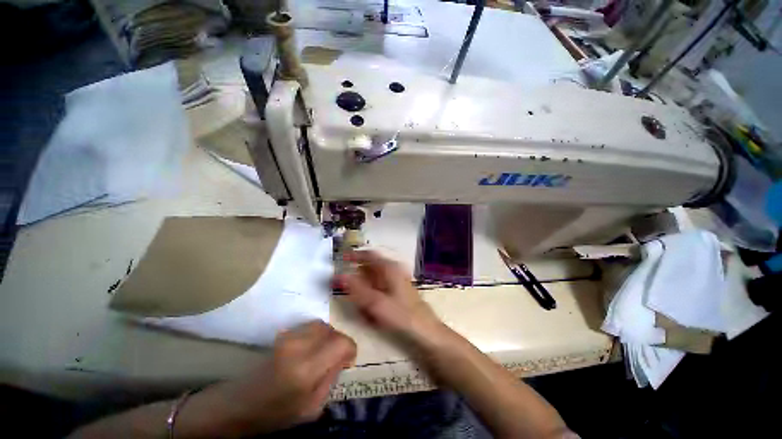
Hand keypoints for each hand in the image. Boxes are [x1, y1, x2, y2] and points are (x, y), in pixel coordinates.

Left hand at [204, 321, 355, 434]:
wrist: (236, 405)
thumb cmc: (273, 415)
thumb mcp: (310, 409)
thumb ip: (331, 379)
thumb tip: (342, 359)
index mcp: (306, 370)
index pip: (341, 342)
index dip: (350, 349)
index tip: (348, 361)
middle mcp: (298, 346)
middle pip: (332, 330)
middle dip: (339, 343)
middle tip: (336, 359)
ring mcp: (288, 337)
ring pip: (321, 325)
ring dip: (328, 337)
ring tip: (323, 353)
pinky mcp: (283, 334)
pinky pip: (309, 326)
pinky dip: (317, 334)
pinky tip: (311, 349)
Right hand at [333, 250, 442, 342]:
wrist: (425, 331)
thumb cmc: (401, 315)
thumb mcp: (375, 303)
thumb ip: (356, 288)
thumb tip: (338, 275)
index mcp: (389, 268)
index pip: (369, 255)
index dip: (354, 255)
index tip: (341, 259)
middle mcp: (393, 271)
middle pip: (370, 268)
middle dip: (358, 279)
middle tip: (347, 291)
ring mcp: (396, 281)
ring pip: (373, 281)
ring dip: (364, 292)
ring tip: (361, 309)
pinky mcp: (397, 292)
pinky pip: (379, 291)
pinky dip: (372, 299)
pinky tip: (370, 314)